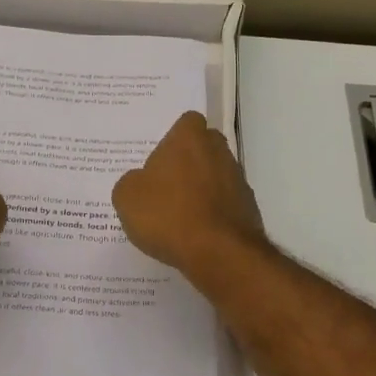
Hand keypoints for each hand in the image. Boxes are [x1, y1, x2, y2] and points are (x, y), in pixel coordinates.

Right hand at [112, 112, 266, 278]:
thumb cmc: (167, 214)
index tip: (160, 162)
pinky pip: (225, 204)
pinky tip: (196, 235)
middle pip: (204, 148)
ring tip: (178, 218)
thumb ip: (131, 182)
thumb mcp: (127, 197)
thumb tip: (141, 183)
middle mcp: (219, 151)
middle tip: (165, 187)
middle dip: (189, 163)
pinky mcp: (249, 208)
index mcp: (190, 137)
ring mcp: (238, 180)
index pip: (186, 123)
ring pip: (216, 176)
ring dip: (201, 190)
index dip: (173, 141)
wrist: (218, 252)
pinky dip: (213, 214)